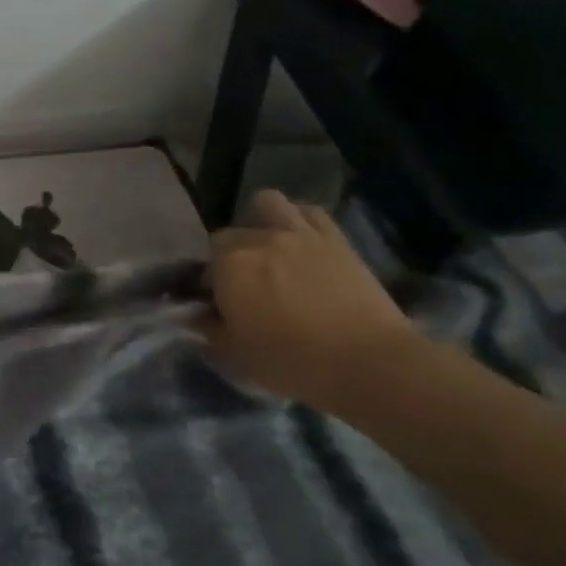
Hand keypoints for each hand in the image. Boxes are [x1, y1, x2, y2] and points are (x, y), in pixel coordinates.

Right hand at [207, 190, 420, 409]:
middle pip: (228, 236)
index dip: (207, 287)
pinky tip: (299, 239)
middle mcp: (258, 240)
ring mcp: (298, 233)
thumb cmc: (292, 362)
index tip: (216, 307)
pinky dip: (298, 219)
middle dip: (228, 257)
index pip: (202, 268)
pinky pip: (309, 212)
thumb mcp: (236, 355)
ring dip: (259, 220)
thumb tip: (196, 316)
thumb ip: (209, 330)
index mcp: (228, 266)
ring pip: (266, 204)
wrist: (369, 361)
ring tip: (265, 246)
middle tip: (242, 286)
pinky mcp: (334, 238)